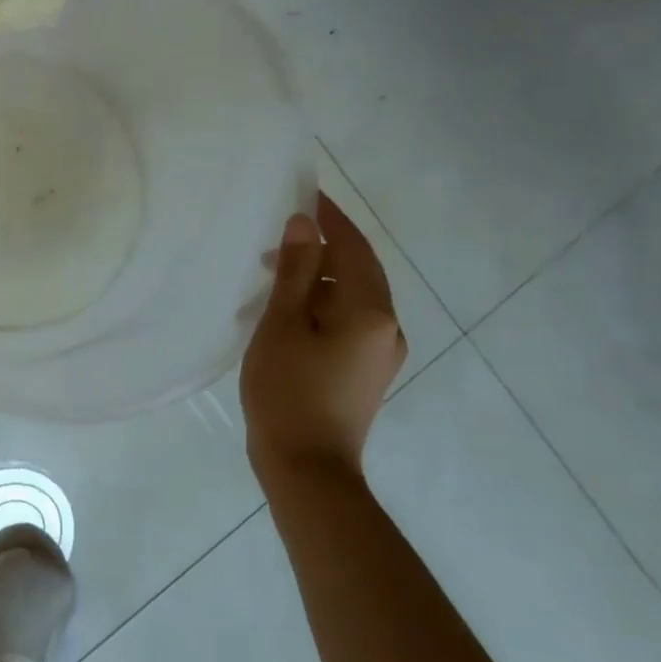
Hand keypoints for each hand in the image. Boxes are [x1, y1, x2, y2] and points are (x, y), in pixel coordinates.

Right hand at [240, 193, 406, 491]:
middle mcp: (388, 326)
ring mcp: (381, 351)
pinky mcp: (366, 370)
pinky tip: (288, 310)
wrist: (307, 468)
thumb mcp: (282, 324)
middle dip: (322, 245)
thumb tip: (303, 225)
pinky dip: (322, 303)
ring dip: (319, 277)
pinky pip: (348, 320)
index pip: (353, 247)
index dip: (329, 217)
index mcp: (371, 311)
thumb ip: (295, 271)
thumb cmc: (288, 391)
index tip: (303, 193)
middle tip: (278, 231)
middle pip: (358, 270)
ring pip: (352, 296)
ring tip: (272, 272)